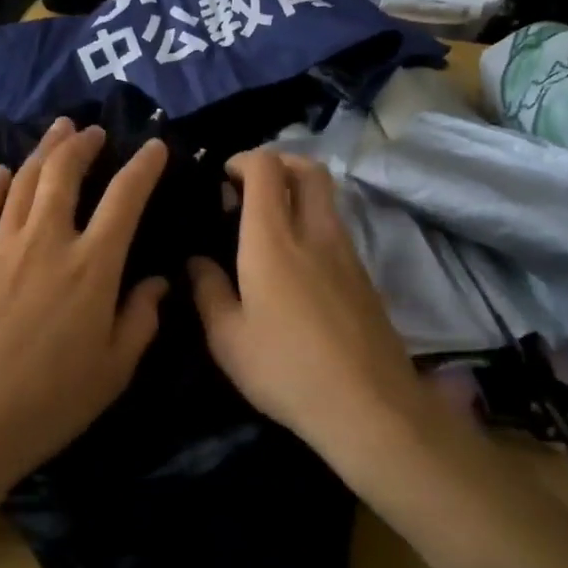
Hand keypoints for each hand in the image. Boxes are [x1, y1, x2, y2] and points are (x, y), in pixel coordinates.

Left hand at [0, 118, 170, 500]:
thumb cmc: (51, 402)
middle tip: (93, 130)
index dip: (143, 166)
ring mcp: (2, 247)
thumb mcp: (115, 369)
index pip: (125, 198)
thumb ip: (141, 318)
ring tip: (58, 131)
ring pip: (22, 181)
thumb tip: (158, 282)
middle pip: (63, 173)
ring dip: (42, 151)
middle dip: (81, 144)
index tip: (154, 147)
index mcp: (92, 265)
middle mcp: (47, 241)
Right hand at [189, 150, 424, 461]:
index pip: (266, 168)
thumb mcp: (227, 338)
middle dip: (279, 162)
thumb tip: (197, 261)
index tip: (223, 178)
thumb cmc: (286, 369)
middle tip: (251, 186)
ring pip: (327, 197)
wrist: (369, 406)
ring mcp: (347, 252)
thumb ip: (207, 290)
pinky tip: (295, 263)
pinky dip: (313, 223)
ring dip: (298, 192)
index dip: (243, 160)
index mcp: (273, 239)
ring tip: (268, 226)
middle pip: (308, 168)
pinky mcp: (365, 276)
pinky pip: (336, 228)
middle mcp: (314, 232)